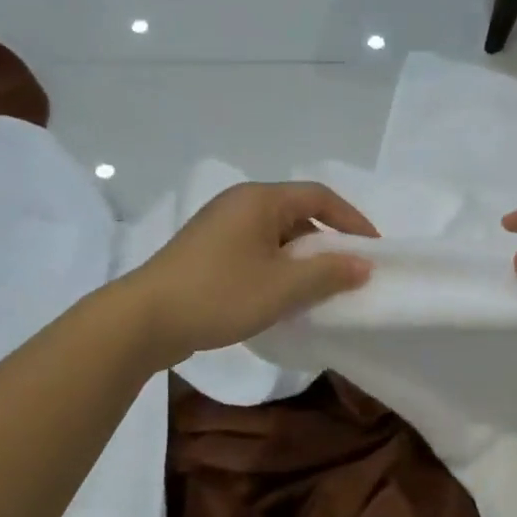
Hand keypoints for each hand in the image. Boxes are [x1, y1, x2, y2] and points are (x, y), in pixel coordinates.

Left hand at [128, 182, 376, 368]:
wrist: (143, 320)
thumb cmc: (219, 295)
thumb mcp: (283, 287)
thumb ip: (328, 273)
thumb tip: (364, 264)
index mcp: (260, 200)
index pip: (319, 196)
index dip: (352, 220)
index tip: (373, 249)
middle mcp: (239, 204)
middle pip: (298, 214)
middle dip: (327, 242)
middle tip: (349, 273)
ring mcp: (219, 227)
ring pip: (276, 236)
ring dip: (302, 260)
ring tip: (320, 290)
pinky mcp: (207, 252)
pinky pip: (256, 251)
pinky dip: (278, 268)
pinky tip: (282, 297)